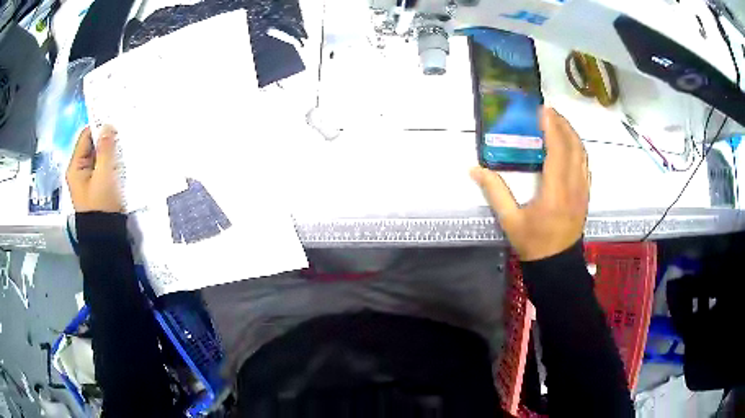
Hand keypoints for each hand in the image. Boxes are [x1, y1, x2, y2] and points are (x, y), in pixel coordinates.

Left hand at [66, 125, 122, 212]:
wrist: (105, 237)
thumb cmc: (101, 205)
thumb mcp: (104, 174)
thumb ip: (105, 149)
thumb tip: (108, 124)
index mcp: (75, 166)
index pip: (85, 136)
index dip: (98, 127)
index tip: (115, 121)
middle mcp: (79, 171)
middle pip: (91, 146)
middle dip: (105, 139)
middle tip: (122, 132)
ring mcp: (87, 180)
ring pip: (98, 157)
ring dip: (109, 151)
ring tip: (123, 145)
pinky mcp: (96, 187)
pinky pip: (102, 168)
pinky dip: (110, 162)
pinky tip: (120, 160)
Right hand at [471, 107, 589, 260]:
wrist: (556, 264)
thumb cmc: (533, 243)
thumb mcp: (510, 221)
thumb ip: (495, 192)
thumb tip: (475, 169)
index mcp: (555, 192)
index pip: (558, 151)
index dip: (552, 128)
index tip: (543, 110)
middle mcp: (574, 187)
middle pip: (574, 147)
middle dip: (563, 124)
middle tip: (549, 111)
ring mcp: (583, 190)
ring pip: (582, 154)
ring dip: (572, 134)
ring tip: (559, 122)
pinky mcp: (586, 194)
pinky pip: (585, 165)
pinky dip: (578, 148)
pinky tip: (569, 144)